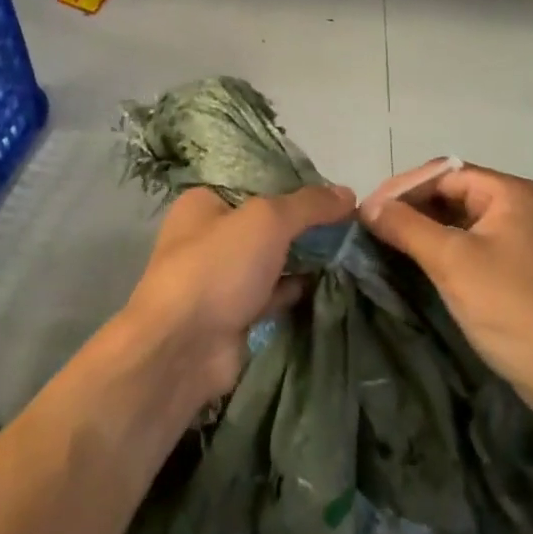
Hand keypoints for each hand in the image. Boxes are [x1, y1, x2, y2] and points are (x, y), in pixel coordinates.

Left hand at [121, 183, 355, 408]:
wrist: (182, 349)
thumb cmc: (217, 267)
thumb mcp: (266, 220)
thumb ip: (308, 204)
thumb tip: (348, 193)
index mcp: (204, 202)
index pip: (257, 184)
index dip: (296, 187)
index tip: (335, 194)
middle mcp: (208, 236)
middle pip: (267, 223)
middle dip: (304, 226)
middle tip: (350, 225)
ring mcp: (220, 278)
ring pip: (271, 260)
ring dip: (303, 259)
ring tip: (349, 252)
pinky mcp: (233, 314)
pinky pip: (271, 294)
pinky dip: (296, 290)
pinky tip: (329, 284)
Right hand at [361, 162, 532, 420]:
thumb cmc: (512, 308)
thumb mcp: (452, 262)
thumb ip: (406, 226)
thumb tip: (367, 205)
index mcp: (510, 193)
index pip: (444, 173)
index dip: (403, 188)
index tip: (366, 211)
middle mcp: (519, 206)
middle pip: (452, 192)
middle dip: (411, 207)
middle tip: (372, 228)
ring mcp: (521, 238)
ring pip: (460, 220)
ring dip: (424, 229)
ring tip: (385, 243)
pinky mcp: (519, 268)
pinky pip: (472, 244)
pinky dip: (443, 249)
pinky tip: (417, 263)